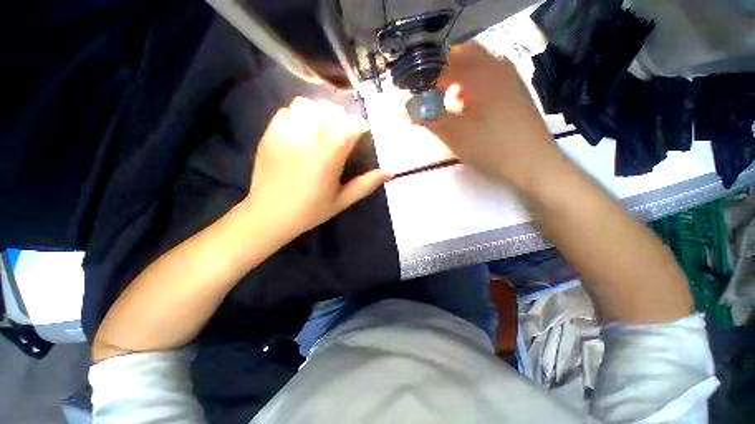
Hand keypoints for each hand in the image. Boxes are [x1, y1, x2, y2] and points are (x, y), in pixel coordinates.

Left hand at [243, 97, 389, 240]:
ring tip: (322, 128)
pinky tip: (302, 131)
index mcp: (328, 157)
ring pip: (307, 105)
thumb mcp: (343, 200)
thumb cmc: (310, 210)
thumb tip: (389, 172)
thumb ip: (366, 184)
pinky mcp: (270, 134)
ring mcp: (285, 134)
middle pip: (330, 110)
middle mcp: (307, 140)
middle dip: (342, 118)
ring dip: (319, 112)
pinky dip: (299, 115)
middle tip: (342, 134)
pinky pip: (287, 111)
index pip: (349, 126)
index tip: (362, 134)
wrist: (269, 215)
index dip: (359, 126)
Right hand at [426, 43, 562, 190]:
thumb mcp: (453, 135)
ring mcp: (510, 77)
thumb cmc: (490, 147)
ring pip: (479, 63)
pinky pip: (491, 74)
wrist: (533, 162)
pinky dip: (475, 82)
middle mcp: (496, 67)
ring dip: (460, 75)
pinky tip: (471, 103)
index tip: (417, 94)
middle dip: (443, 71)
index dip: (426, 78)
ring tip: (449, 98)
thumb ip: (429, 118)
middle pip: (464, 54)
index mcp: (479, 74)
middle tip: (432, 92)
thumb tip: (408, 109)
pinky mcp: (517, 90)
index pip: (444, 64)